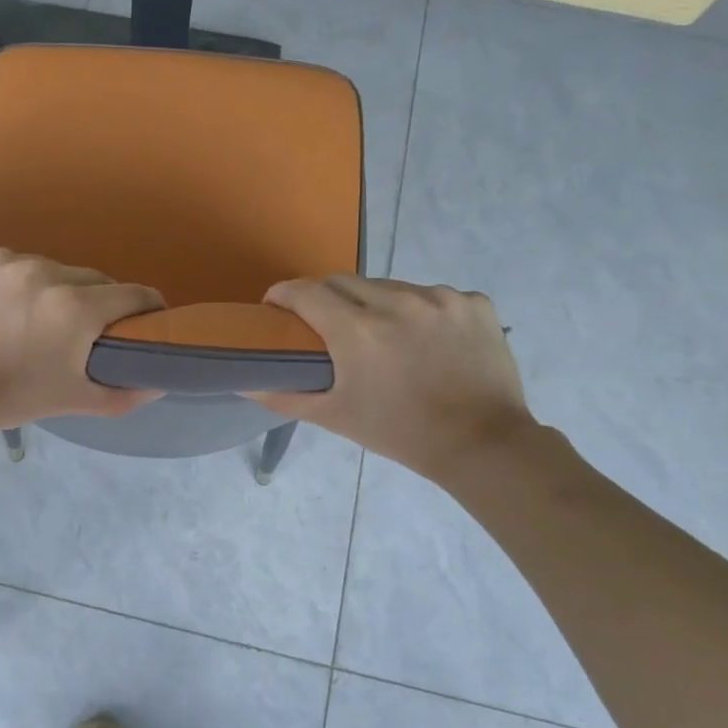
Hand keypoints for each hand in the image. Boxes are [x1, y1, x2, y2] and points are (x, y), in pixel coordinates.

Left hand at [0, 247, 164, 437]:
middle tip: (78, 328)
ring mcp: (0, 259)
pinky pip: (0, 263)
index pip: (133, 294)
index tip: (146, 318)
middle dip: (93, 300)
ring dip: (45, 288)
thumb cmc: (4, 400)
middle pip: (88, 278)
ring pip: (43, 267)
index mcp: (74, 308)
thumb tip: (159, 383)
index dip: (147, 307)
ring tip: (24, 318)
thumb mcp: (69, 401)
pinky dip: (3, 281)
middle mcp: (42, 272)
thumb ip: (122, 392)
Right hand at [254, 276, 534, 483]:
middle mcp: (398, 301)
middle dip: (325, 298)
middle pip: (343, 282)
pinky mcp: (475, 302)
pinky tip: (426, 339)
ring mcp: (441, 298)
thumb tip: (243, 381)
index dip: (284, 296)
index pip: (305, 291)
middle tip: (325, 324)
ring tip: (382, 334)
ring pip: (389, 285)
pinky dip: (421, 310)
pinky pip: (433, 295)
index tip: (277, 307)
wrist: (483, 445)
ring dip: (375, 303)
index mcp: (358, 330)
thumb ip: (284, 395)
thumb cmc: (400, 433)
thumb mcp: (336, 417)